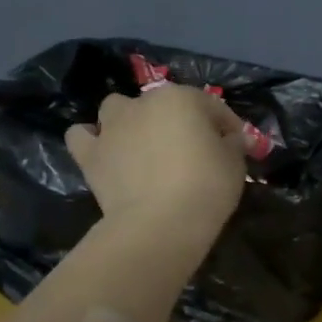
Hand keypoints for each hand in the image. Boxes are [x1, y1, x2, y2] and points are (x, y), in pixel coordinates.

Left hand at [66, 84, 246, 237]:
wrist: (160, 223)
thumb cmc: (206, 187)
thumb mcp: (235, 164)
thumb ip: (233, 144)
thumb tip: (232, 139)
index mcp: (182, 99)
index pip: (212, 106)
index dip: (229, 126)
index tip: (239, 147)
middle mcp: (142, 103)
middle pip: (165, 105)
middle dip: (181, 122)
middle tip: (195, 151)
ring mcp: (111, 127)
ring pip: (117, 108)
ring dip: (131, 120)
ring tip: (144, 144)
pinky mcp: (90, 154)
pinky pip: (83, 136)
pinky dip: (92, 139)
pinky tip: (106, 151)